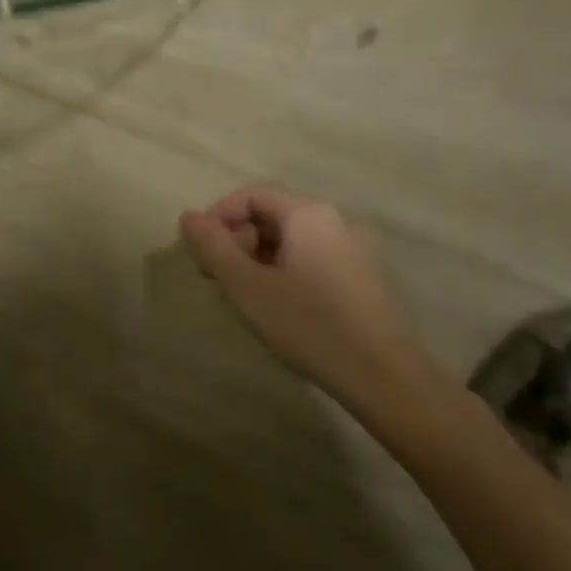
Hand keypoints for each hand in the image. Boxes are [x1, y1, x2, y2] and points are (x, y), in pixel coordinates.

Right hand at [180, 187, 440, 420]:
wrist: (382, 375)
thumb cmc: (307, 323)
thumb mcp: (247, 285)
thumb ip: (213, 246)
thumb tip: (188, 216)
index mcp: (307, 214)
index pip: (251, 195)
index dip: (218, 216)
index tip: (199, 250)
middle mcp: (334, 221)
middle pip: (272, 215)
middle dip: (236, 239)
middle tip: (214, 275)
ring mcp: (353, 250)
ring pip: (290, 240)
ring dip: (256, 258)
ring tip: (240, 294)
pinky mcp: (361, 278)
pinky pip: (310, 259)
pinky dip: (282, 271)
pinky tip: (274, 305)